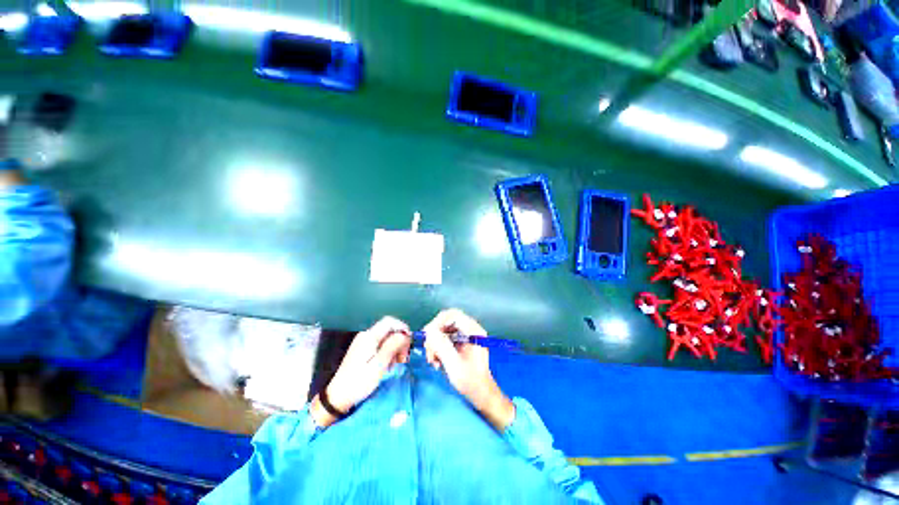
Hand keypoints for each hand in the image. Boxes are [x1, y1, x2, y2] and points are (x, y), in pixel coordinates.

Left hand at [311, 317, 410, 427]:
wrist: (338, 398)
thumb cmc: (359, 382)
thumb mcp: (379, 365)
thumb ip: (392, 346)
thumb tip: (405, 334)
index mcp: (369, 336)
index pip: (390, 321)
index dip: (402, 328)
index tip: (409, 342)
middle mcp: (366, 336)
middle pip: (389, 330)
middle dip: (400, 340)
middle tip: (404, 357)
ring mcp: (364, 343)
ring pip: (386, 338)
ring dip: (395, 348)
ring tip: (397, 363)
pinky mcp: (363, 351)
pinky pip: (381, 345)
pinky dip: (388, 352)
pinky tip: (389, 365)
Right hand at [423, 309, 514, 430]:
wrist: (481, 395)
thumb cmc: (471, 382)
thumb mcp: (455, 366)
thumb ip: (442, 346)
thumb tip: (429, 331)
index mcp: (473, 331)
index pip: (453, 315)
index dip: (437, 322)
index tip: (427, 337)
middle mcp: (470, 329)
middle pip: (446, 321)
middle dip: (434, 335)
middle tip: (428, 351)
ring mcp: (465, 335)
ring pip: (443, 330)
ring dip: (434, 343)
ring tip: (433, 360)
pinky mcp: (460, 342)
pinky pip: (444, 338)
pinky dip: (438, 348)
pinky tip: (437, 361)